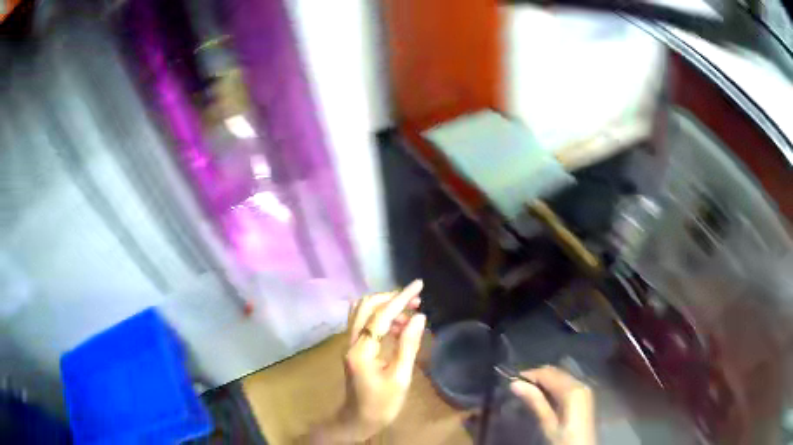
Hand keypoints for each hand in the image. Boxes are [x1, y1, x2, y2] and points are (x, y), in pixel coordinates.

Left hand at [310, 280, 425, 442]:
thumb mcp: (400, 377)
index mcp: (362, 350)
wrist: (359, 420)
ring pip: (364, 313)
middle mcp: (351, 342)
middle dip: (391, 298)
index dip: (400, 298)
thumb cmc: (382, 404)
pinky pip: (365, 324)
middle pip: (366, 306)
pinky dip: (382, 318)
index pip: (381, 315)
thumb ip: (408, 345)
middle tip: (415, 300)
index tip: (418, 285)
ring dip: (386, 307)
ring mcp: (350, 344)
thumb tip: (419, 317)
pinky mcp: (355, 349)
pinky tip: (399, 326)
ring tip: (411, 312)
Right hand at [510, 366, 595, 444]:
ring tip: (527, 392)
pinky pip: (567, 383)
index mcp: (572, 390)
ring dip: (545, 380)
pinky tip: (544, 396)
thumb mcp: (548, 424)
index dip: (529, 374)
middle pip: (556, 372)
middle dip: (537, 376)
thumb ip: (535, 402)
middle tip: (518, 387)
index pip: (548, 373)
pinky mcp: (584, 395)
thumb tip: (515, 383)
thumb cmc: (564, 439)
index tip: (512, 380)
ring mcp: (584, 388)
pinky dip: (554, 385)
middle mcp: (580, 383)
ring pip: (561, 376)